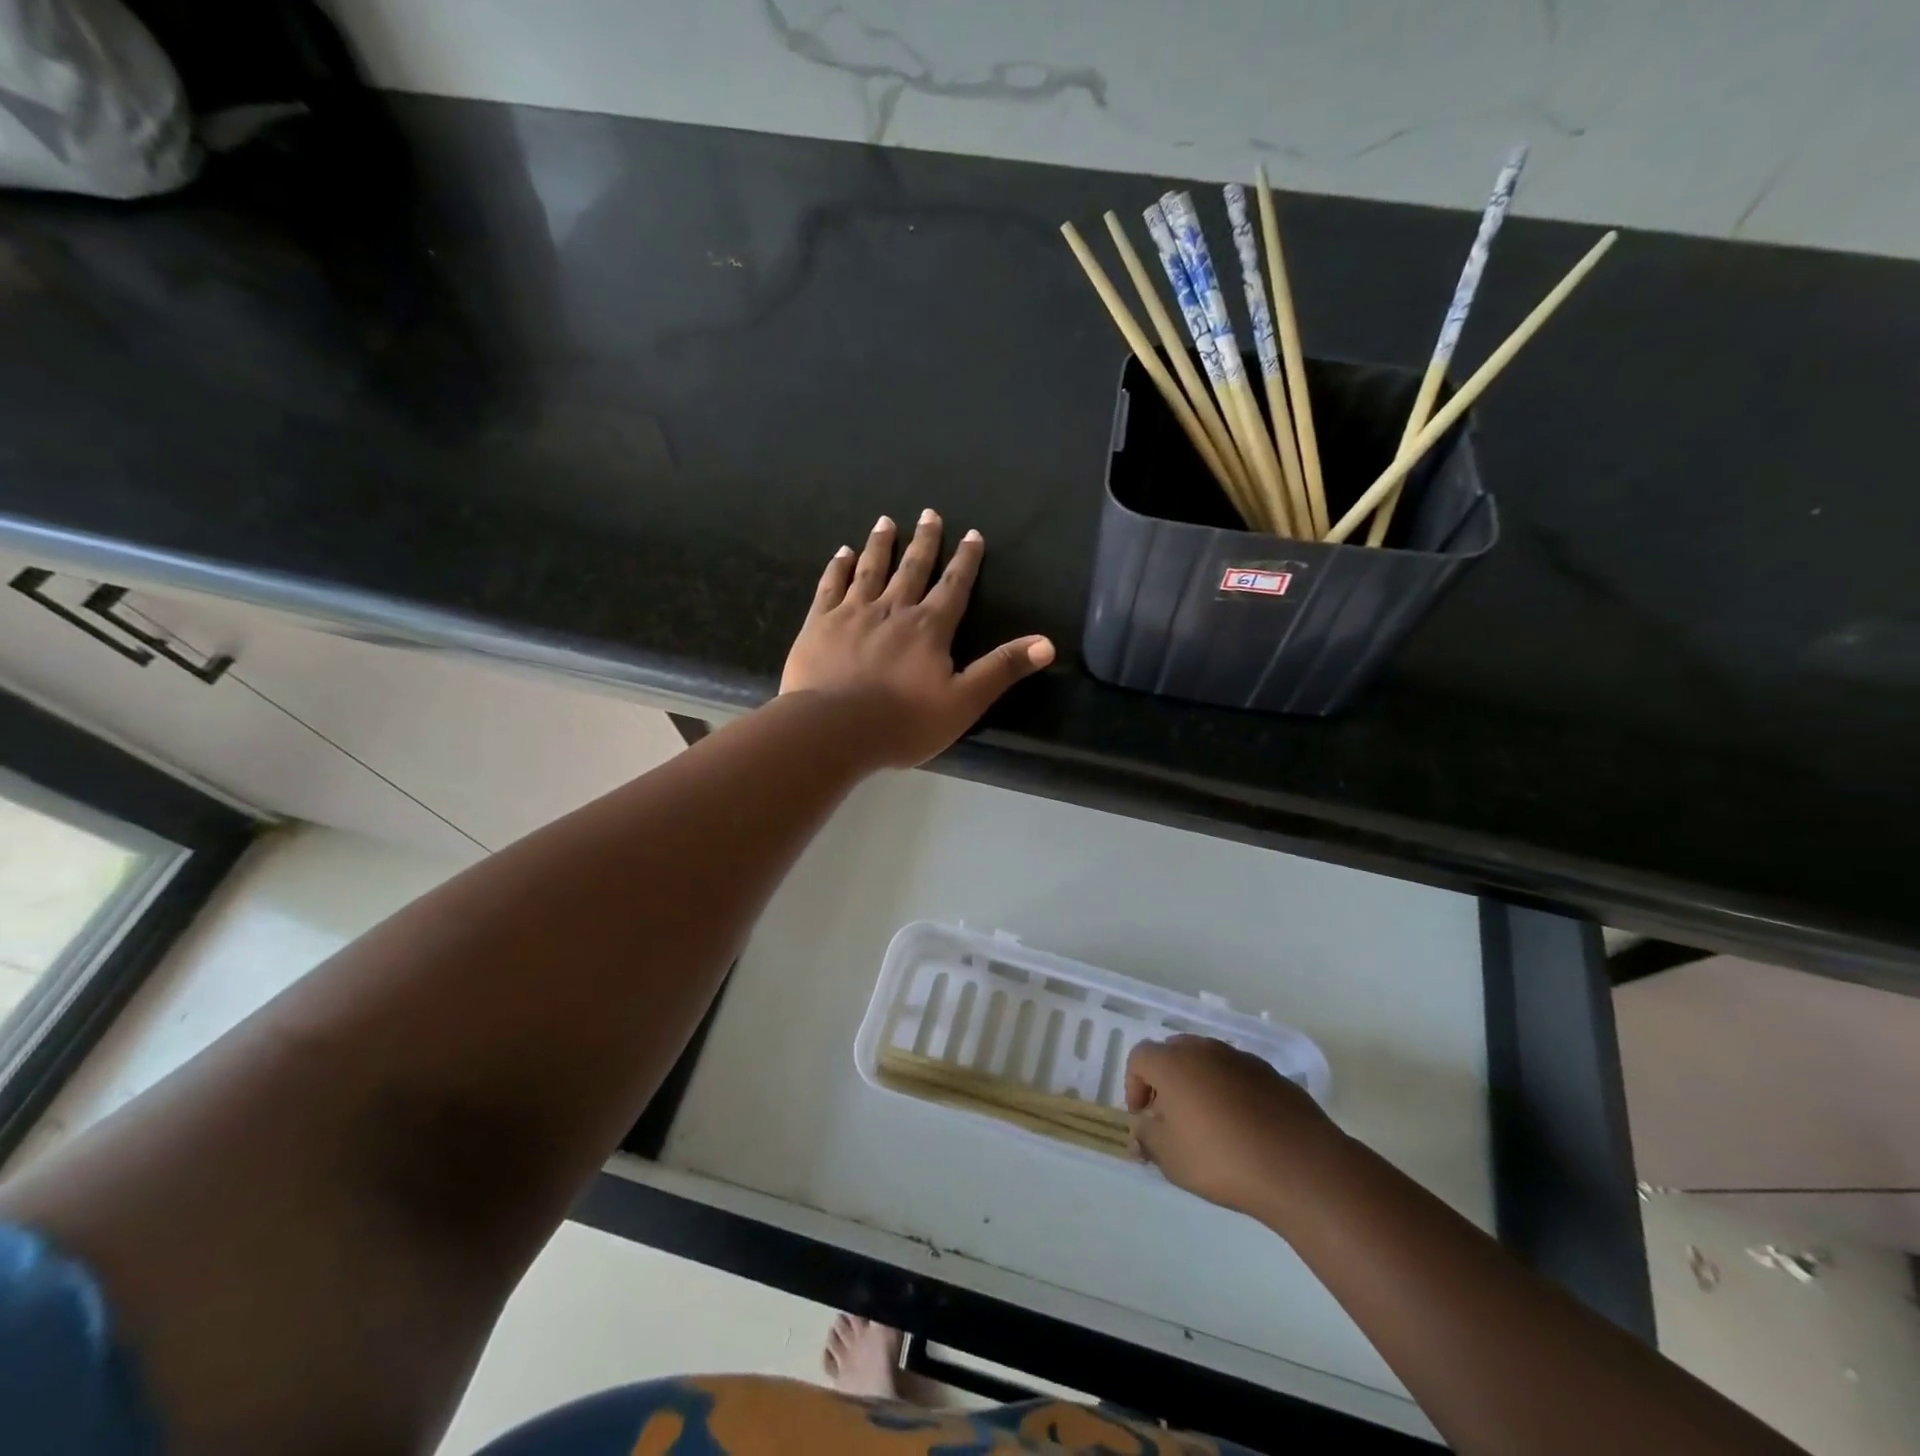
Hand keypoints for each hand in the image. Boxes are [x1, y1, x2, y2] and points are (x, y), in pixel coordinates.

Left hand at [781, 511, 1053, 767]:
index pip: (954, 586)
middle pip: (913, 568)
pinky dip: (838, 567)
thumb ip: (1002, 669)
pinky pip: (831, 586)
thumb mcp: (964, 701)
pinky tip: (842, 553)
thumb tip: (1047, 643)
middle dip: (925, 541)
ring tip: (886, 521)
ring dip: (881, 544)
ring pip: (871, 569)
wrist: (833, 729)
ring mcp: (853, 613)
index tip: (972, 535)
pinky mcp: (820, 624)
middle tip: (929, 514)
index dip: (966, 561)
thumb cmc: (903, 722)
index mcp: (929, 628)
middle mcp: (893, 609)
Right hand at [1127, 1035, 1337, 1218]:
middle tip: (1171, 1117)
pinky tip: (1243, 1128)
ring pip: (1208, 1062)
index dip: (1134, 1085)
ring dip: (1199, 1084)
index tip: (1143, 1117)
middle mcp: (1205, 1050)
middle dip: (1166, 1081)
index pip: (1140, 1057)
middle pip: (1173, 1053)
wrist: (1301, 1166)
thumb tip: (1141, 1129)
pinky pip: (1238, 1075)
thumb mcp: (1171, 1159)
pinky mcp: (1272, 1074)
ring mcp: (1241, 1058)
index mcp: (1174, 1063)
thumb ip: (1147, 1138)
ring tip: (1209, 1125)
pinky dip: (1231, 1092)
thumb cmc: (1223, 1159)